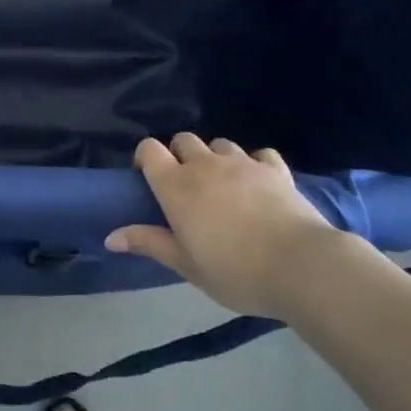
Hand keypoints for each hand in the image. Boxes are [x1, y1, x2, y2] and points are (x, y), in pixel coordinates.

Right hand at [107, 134, 340, 316]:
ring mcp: (242, 162)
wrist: (300, 265)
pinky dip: (254, 164)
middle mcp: (205, 165)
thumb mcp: (186, 265)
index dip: (146, 157)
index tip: (149, 179)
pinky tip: (258, 184)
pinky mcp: (274, 168)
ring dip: (215, 158)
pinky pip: (259, 154)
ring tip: (222, 185)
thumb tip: (110, 237)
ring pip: (219, 144)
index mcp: (177, 185)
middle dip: (180, 155)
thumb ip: (149, 243)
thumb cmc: (234, 270)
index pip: (150, 149)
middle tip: (187, 188)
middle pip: (183, 140)